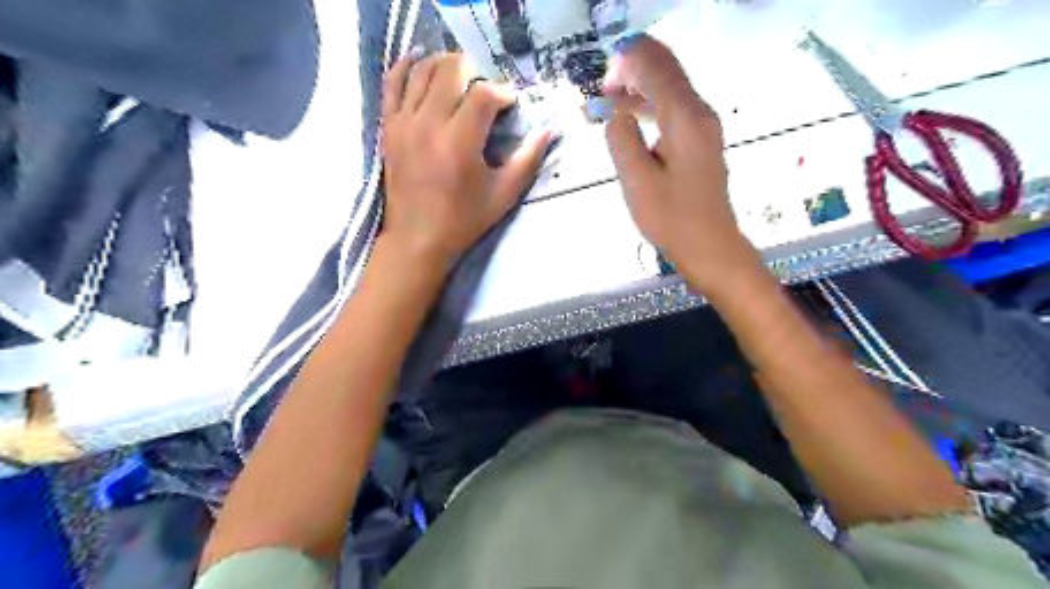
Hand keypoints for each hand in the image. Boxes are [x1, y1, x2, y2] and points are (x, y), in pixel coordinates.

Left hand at [380, 50, 557, 271]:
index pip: (483, 95)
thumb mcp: (503, 195)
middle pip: (450, 71)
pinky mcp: (389, 128)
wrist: (418, 239)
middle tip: (486, 86)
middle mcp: (428, 124)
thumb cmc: (464, 220)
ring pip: (421, 72)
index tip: (510, 105)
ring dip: (444, 64)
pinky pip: (391, 84)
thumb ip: (527, 160)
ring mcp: (403, 123)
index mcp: (459, 142)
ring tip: (461, 71)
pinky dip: (405, 67)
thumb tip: (548, 130)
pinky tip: (418, 60)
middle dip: (474, 70)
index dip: (502, 93)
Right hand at [604, 35, 759, 297]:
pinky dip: (650, 105)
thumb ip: (621, 138)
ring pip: (670, 86)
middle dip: (632, 70)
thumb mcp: (637, 181)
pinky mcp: (700, 140)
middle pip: (666, 68)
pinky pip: (673, 107)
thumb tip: (616, 115)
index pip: (654, 66)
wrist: (708, 246)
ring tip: (609, 105)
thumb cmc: (672, 218)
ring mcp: (703, 125)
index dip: (624, 65)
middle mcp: (699, 112)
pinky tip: (632, 120)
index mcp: (685, 118)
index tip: (599, 91)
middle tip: (603, 95)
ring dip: (639, 88)